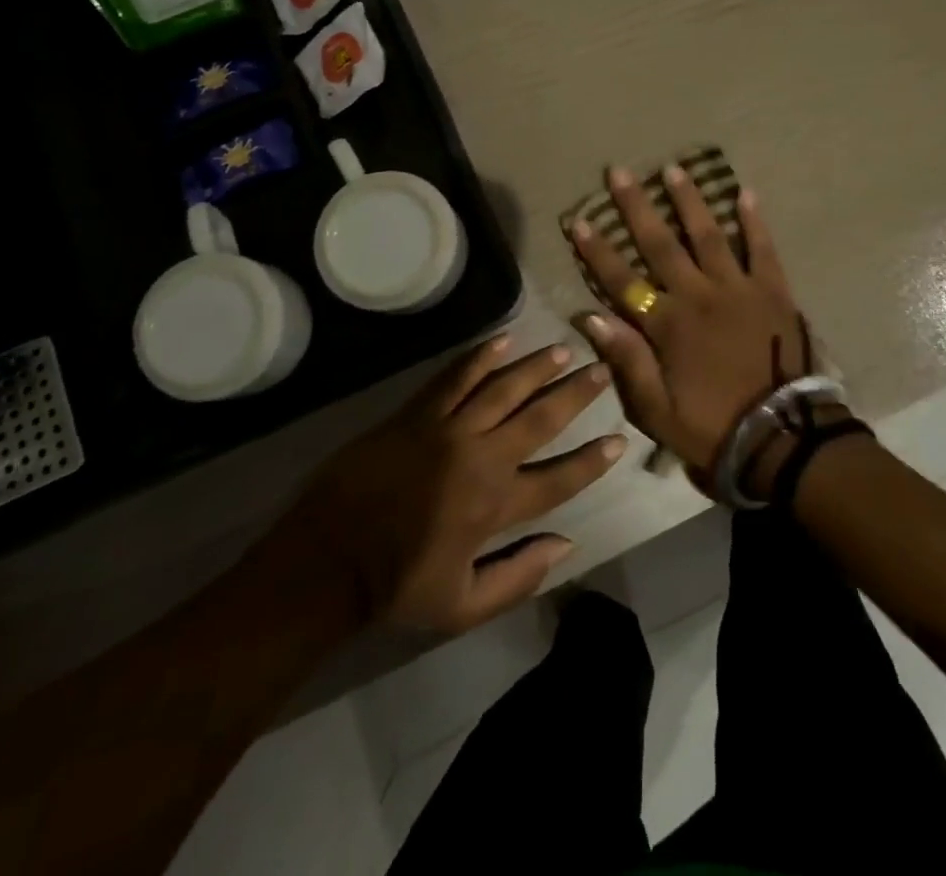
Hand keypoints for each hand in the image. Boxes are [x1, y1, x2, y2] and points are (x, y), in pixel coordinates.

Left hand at [272, 338, 625, 633]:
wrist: (327, 558)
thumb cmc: (396, 586)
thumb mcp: (463, 605)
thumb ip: (519, 577)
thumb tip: (567, 544)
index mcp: (494, 506)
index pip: (558, 479)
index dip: (592, 461)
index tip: (618, 439)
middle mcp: (480, 458)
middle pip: (538, 418)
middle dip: (574, 394)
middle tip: (600, 370)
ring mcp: (447, 430)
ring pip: (502, 388)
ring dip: (535, 367)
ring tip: (562, 351)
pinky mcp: (416, 415)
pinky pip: (454, 378)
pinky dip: (479, 358)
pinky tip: (502, 340)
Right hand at [570, 165, 808, 480]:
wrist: (782, 438)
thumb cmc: (713, 426)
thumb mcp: (657, 409)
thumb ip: (626, 360)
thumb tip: (590, 317)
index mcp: (668, 325)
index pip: (622, 280)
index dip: (598, 250)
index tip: (579, 219)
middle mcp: (699, 295)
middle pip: (661, 244)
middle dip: (636, 207)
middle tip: (620, 172)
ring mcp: (738, 288)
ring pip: (709, 235)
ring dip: (689, 201)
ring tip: (674, 168)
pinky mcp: (773, 291)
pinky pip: (762, 249)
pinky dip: (754, 221)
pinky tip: (746, 193)